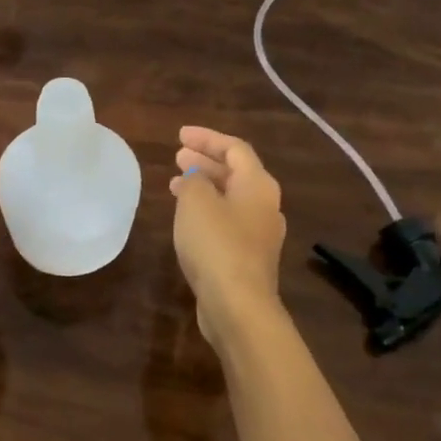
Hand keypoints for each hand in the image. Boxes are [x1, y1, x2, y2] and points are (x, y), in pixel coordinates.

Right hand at [170, 126, 286, 343]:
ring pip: (230, 198)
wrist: (237, 305)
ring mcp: (259, 234)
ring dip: (204, 187)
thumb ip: (194, 180)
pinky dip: (207, 211)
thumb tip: (196, 178)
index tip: (180, 135)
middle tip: (178, 156)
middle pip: (235, 173)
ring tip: (175, 184)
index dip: (207, 138)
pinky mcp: (248, 257)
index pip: (235, 148)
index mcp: (258, 185)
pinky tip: (187, 218)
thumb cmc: (216, 244)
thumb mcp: (196, 201)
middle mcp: (265, 205)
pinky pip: (227, 221)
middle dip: (205, 161)